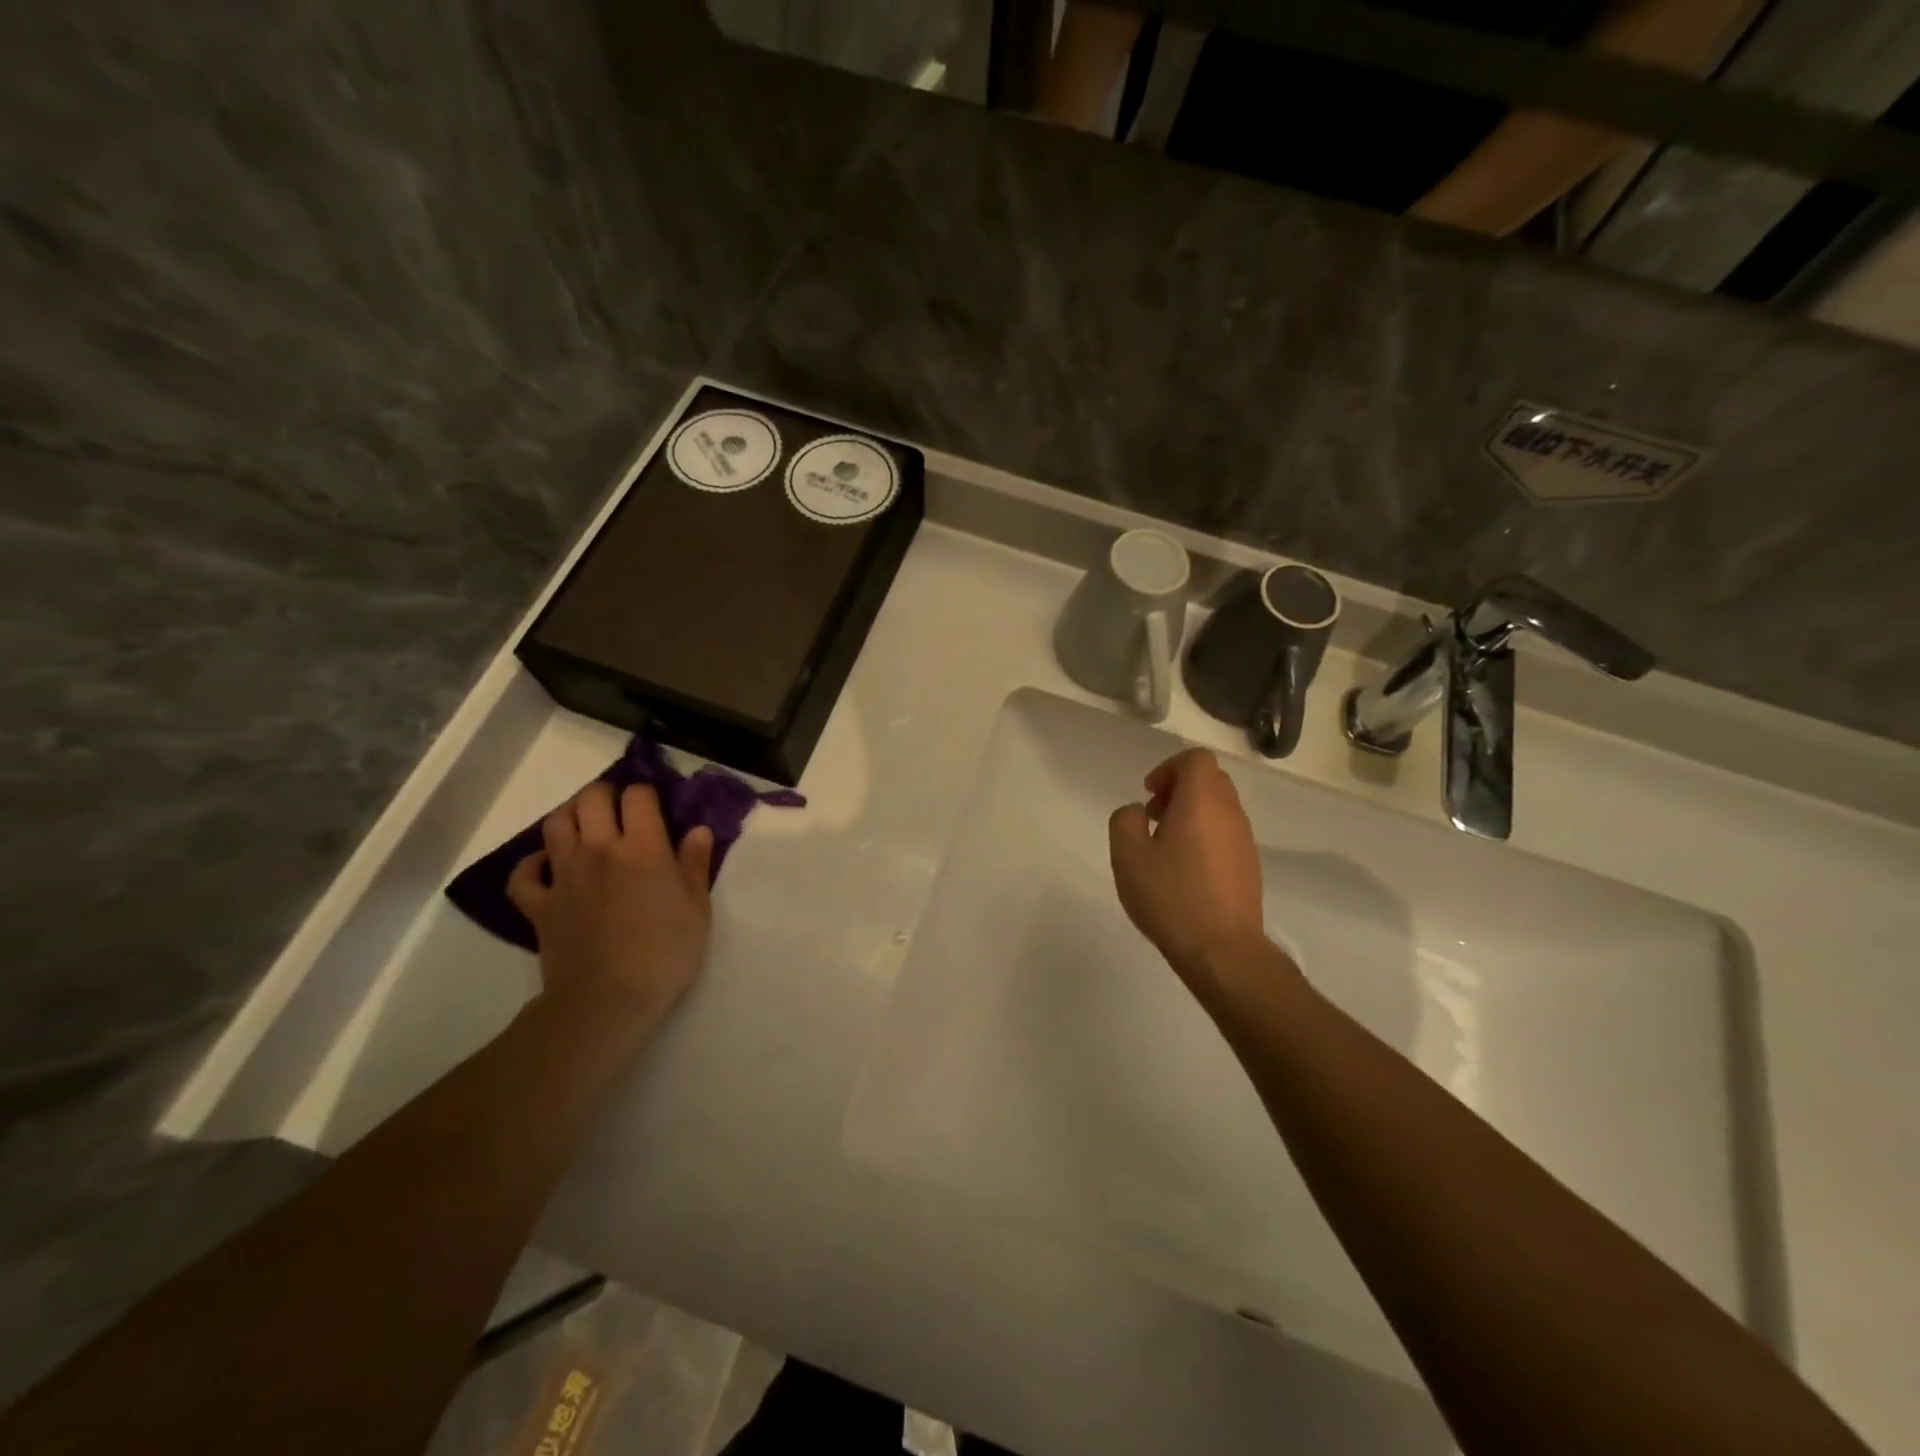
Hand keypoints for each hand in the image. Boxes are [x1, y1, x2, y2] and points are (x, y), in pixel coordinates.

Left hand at [507, 782, 714, 1034]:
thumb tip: (698, 830)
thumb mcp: (698, 909)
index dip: (647, 794)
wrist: (607, 1000)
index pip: (638, 796)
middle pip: (591, 799)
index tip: (656, 808)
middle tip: (619, 812)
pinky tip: (547, 866)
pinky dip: (532, 864)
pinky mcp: (539, 904)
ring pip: (555, 824)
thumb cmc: (664, 954)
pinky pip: (523, 874)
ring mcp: (564, 876)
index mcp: (643, 848)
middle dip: (606, 796)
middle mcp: (600, 850)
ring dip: (570, 817)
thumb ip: (695, 864)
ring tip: (586, 828)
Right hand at [1109, 749, 1271, 999]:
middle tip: (1154, 816)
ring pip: (1219, 807)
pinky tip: (1184, 870)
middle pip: (1210, 779)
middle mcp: (1230, 813)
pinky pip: (1226, 833)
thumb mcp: (1128, 855)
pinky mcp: (1249, 866)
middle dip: (1179, 788)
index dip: (1169, 768)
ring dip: (1191, 813)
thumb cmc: (1171, 896)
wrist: (1222, 950)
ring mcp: (1244, 840)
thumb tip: (1139, 812)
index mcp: (1202, 801)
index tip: (1148, 794)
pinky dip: (1204, 835)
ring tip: (1165, 846)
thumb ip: (1126, 820)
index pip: (1196, 759)